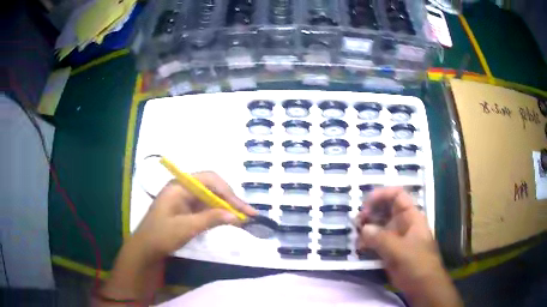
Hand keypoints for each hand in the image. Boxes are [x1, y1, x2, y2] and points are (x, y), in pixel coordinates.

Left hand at [129, 171, 256, 262]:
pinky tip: (229, 220)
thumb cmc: (161, 235)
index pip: (209, 180)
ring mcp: (185, 198)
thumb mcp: (185, 228)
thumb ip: (210, 219)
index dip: (227, 192)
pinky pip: (207, 206)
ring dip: (227, 206)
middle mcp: (184, 188)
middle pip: (212, 187)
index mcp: (179, 186)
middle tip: (248, 213)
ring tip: (244, 217)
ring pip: (211, 197)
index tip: (241, 207)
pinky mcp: (187, 209)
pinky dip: (219, 213)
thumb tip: (235, 216)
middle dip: (230, 199)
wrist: (146, 249)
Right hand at [356, 187, 461, 306]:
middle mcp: (403, 223)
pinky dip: (367, 241)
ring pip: (379, 225)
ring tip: (356, 235)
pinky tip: (359, 247)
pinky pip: (377, 241)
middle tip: (357, 221)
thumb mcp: (399, 250)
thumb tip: (364, 228)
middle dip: (371, 212)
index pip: (397, 196)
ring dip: (367, 227)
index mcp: (411, 217)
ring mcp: (396, 237)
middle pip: (386, 209)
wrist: (422, 286)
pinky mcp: (390, 250)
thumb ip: (380, 239)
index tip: (366, 203)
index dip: (382, 194)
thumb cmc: (416, 264)